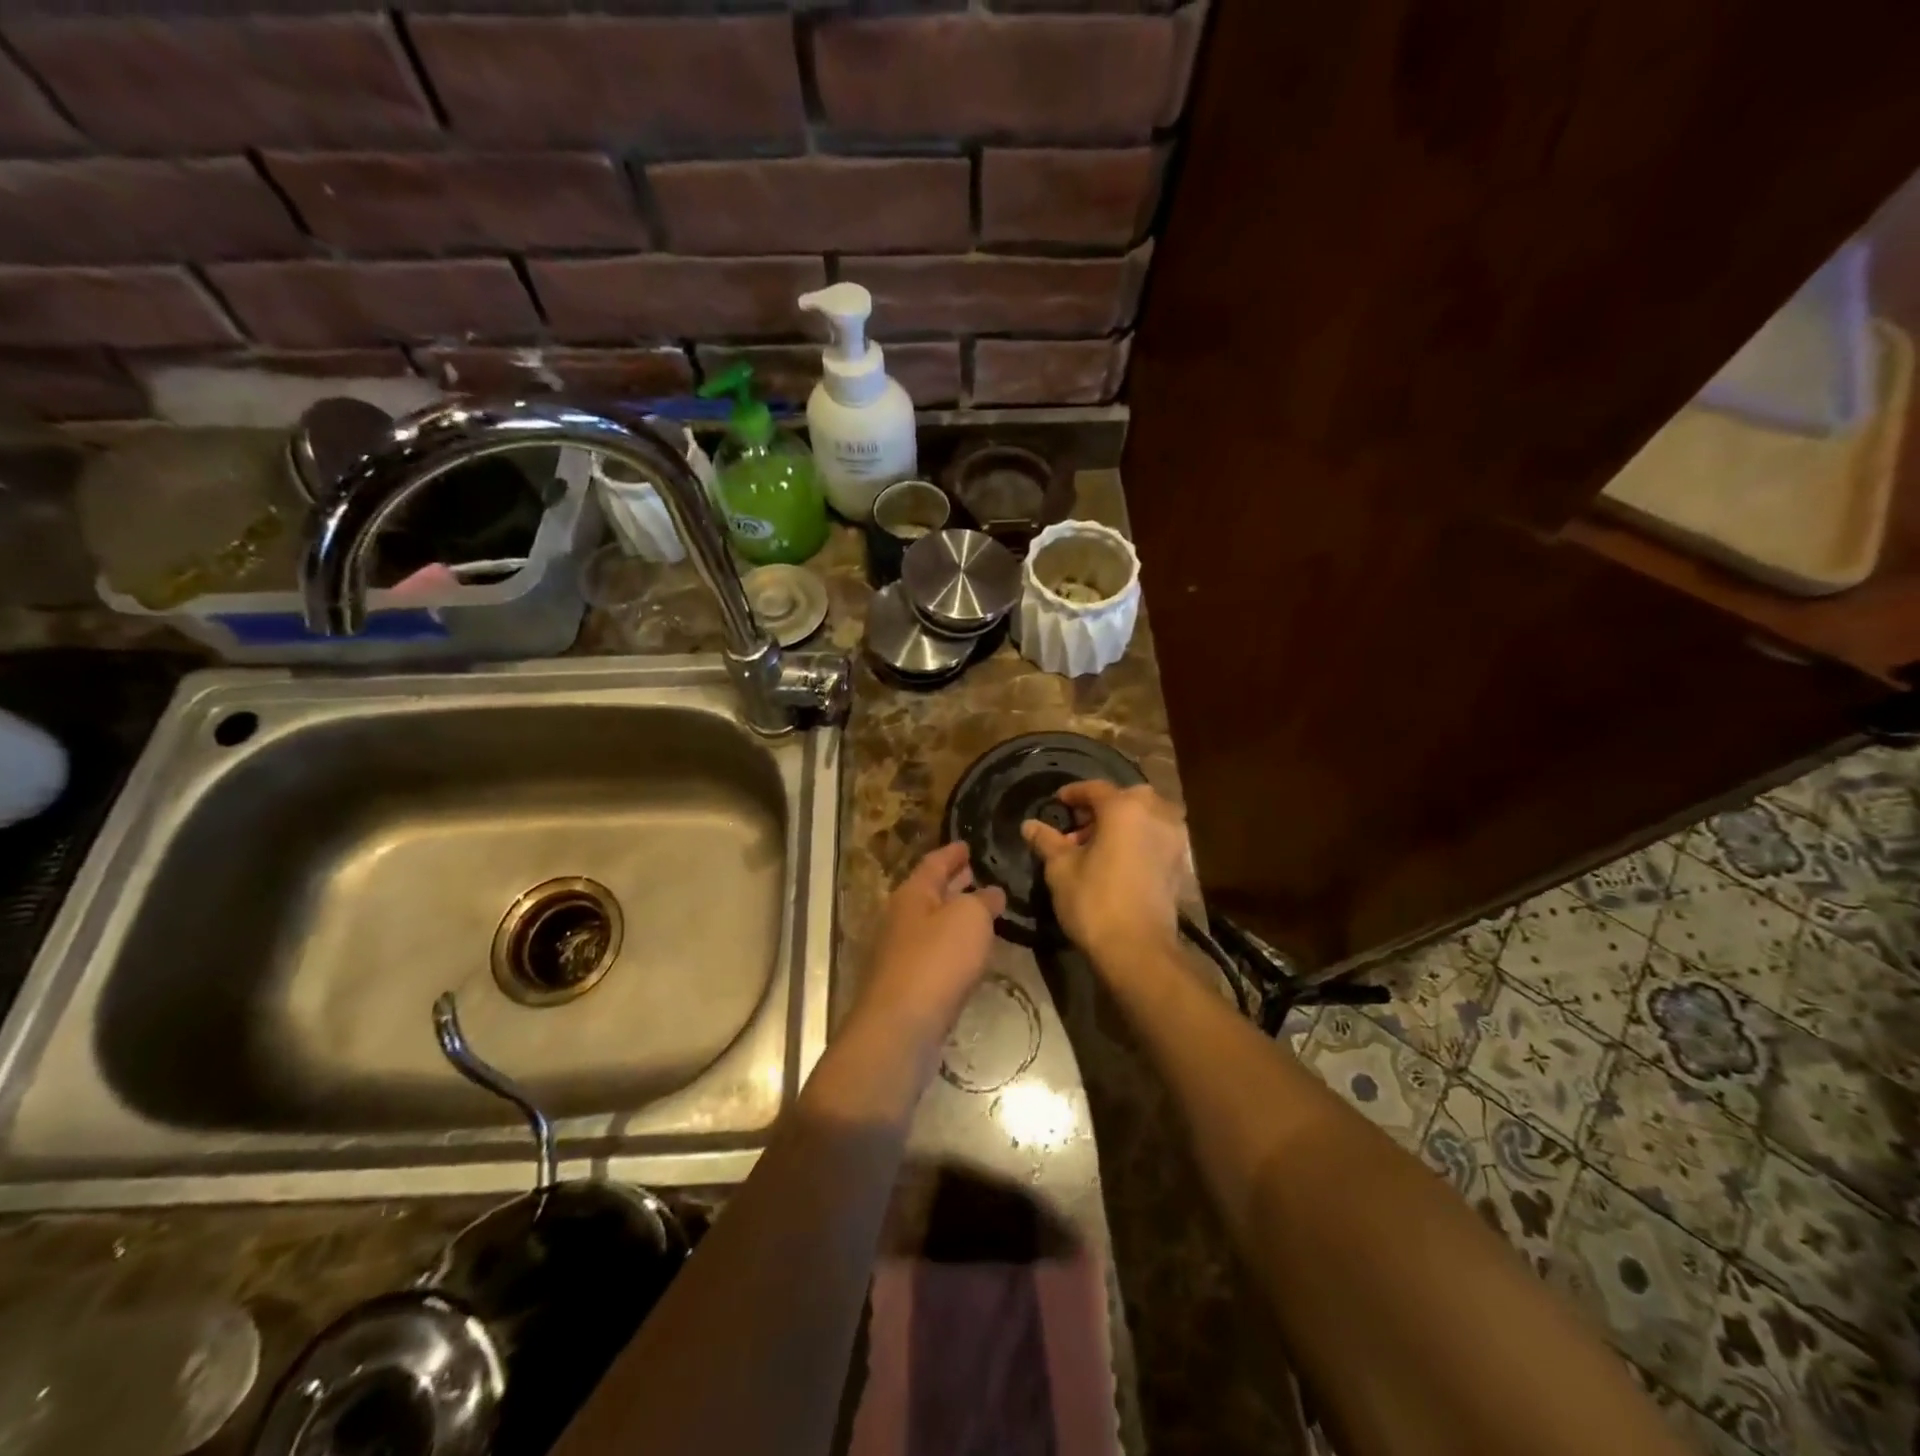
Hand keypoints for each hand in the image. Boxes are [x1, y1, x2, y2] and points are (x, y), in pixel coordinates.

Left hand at [853, 843, 1006, 1053]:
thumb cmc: (937, 960)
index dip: (953, 852)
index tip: (968, 844)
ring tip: (982, 911)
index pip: (934, 862)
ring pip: (932, 924)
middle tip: (977, 873)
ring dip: (954, 915)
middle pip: (930, 892)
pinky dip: (953, 945)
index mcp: (912, 894)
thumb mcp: (969, 918)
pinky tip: (970, 953)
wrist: (901, 1026)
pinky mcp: (907, 984)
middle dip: (953, 882)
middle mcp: (901, 918)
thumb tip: (991, 892)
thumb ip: (983, 901)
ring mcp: (901, 953)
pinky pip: (934, 953)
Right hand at [1022, 782, 1189, 962]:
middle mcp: (1155, 814)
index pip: (1095, 789)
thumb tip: (1029, 825)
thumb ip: (1047, 841)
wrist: (1137, 950)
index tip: (1057, 803)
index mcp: (1124, 808)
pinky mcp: (1180, 862)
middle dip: (1101, 808)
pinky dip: (1138, 839)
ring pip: (1145, 816)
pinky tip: (1119, 860)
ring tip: (1098, 845)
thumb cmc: (1094, 901)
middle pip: (1125, 798)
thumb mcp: (1061, 869)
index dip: (1073, 794)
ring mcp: (1173, 838)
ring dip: (1123, 823)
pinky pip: (1156, 837)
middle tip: (1078, 827)